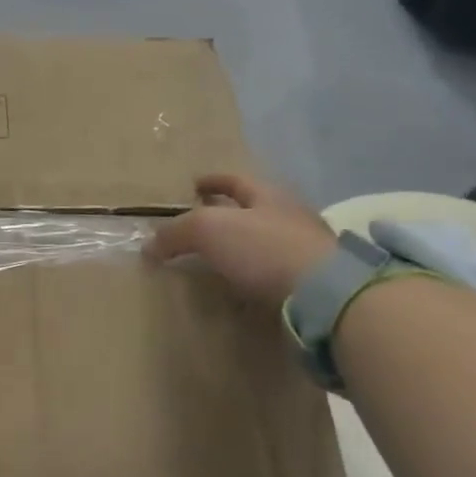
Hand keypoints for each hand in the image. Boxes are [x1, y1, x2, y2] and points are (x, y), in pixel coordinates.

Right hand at [148, 173, 337, 304]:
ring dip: (243, 247)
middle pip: (254, 209)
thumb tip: (148, 246)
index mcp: (268, 195)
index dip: (212, 180)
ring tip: (217, 259)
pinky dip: (257, 274)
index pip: (235, 180)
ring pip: (266, 241)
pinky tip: (243, 285)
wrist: (327, 296)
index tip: (193, 185)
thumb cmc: (264, 248)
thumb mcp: (207, 230)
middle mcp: (291, 216)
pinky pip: (276, 272)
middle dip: (228, 213)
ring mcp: (307, 251)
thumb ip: (176, 233)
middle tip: (201, 225)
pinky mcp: (314, 284)